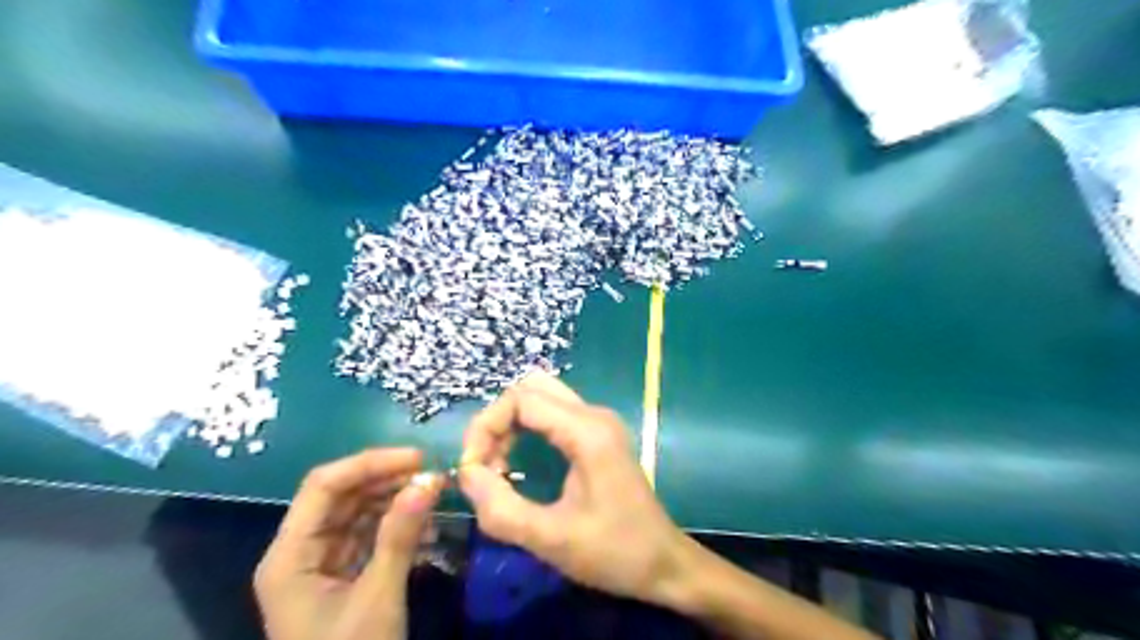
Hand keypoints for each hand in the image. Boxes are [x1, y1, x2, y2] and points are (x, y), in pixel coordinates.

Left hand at [255, 451, 442, 639]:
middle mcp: (301, 552)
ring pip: (358, 512)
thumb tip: (429, 480)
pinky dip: (397, 525)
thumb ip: (400, 535)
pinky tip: (426, 524)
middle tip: (432, 474)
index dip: (370, 463)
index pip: (324, 486)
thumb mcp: (378, 598)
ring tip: (434, 494)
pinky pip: (369, 535)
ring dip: (395, 499)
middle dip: (387, 479)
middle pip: (341, 495)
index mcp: (290, 556)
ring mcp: (322, 563)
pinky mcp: (343, 575)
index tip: (417, 458)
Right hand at [457, 370, 688, 605]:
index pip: (520, 399)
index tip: (472, 469)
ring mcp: (599, 421)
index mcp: (587, 431)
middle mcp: (594, 414)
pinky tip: (519, 462)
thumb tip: (464, 473)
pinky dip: (527, 428)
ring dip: (511, 423)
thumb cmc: (613, 552)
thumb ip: (501, 508)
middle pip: (530, 388)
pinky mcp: (598, 434)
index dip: (486, 426)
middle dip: (497, 420)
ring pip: (541, 397)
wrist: (664, 563)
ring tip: (498, 466)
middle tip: (484, 463)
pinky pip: (553, 414)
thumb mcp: (550, 539)